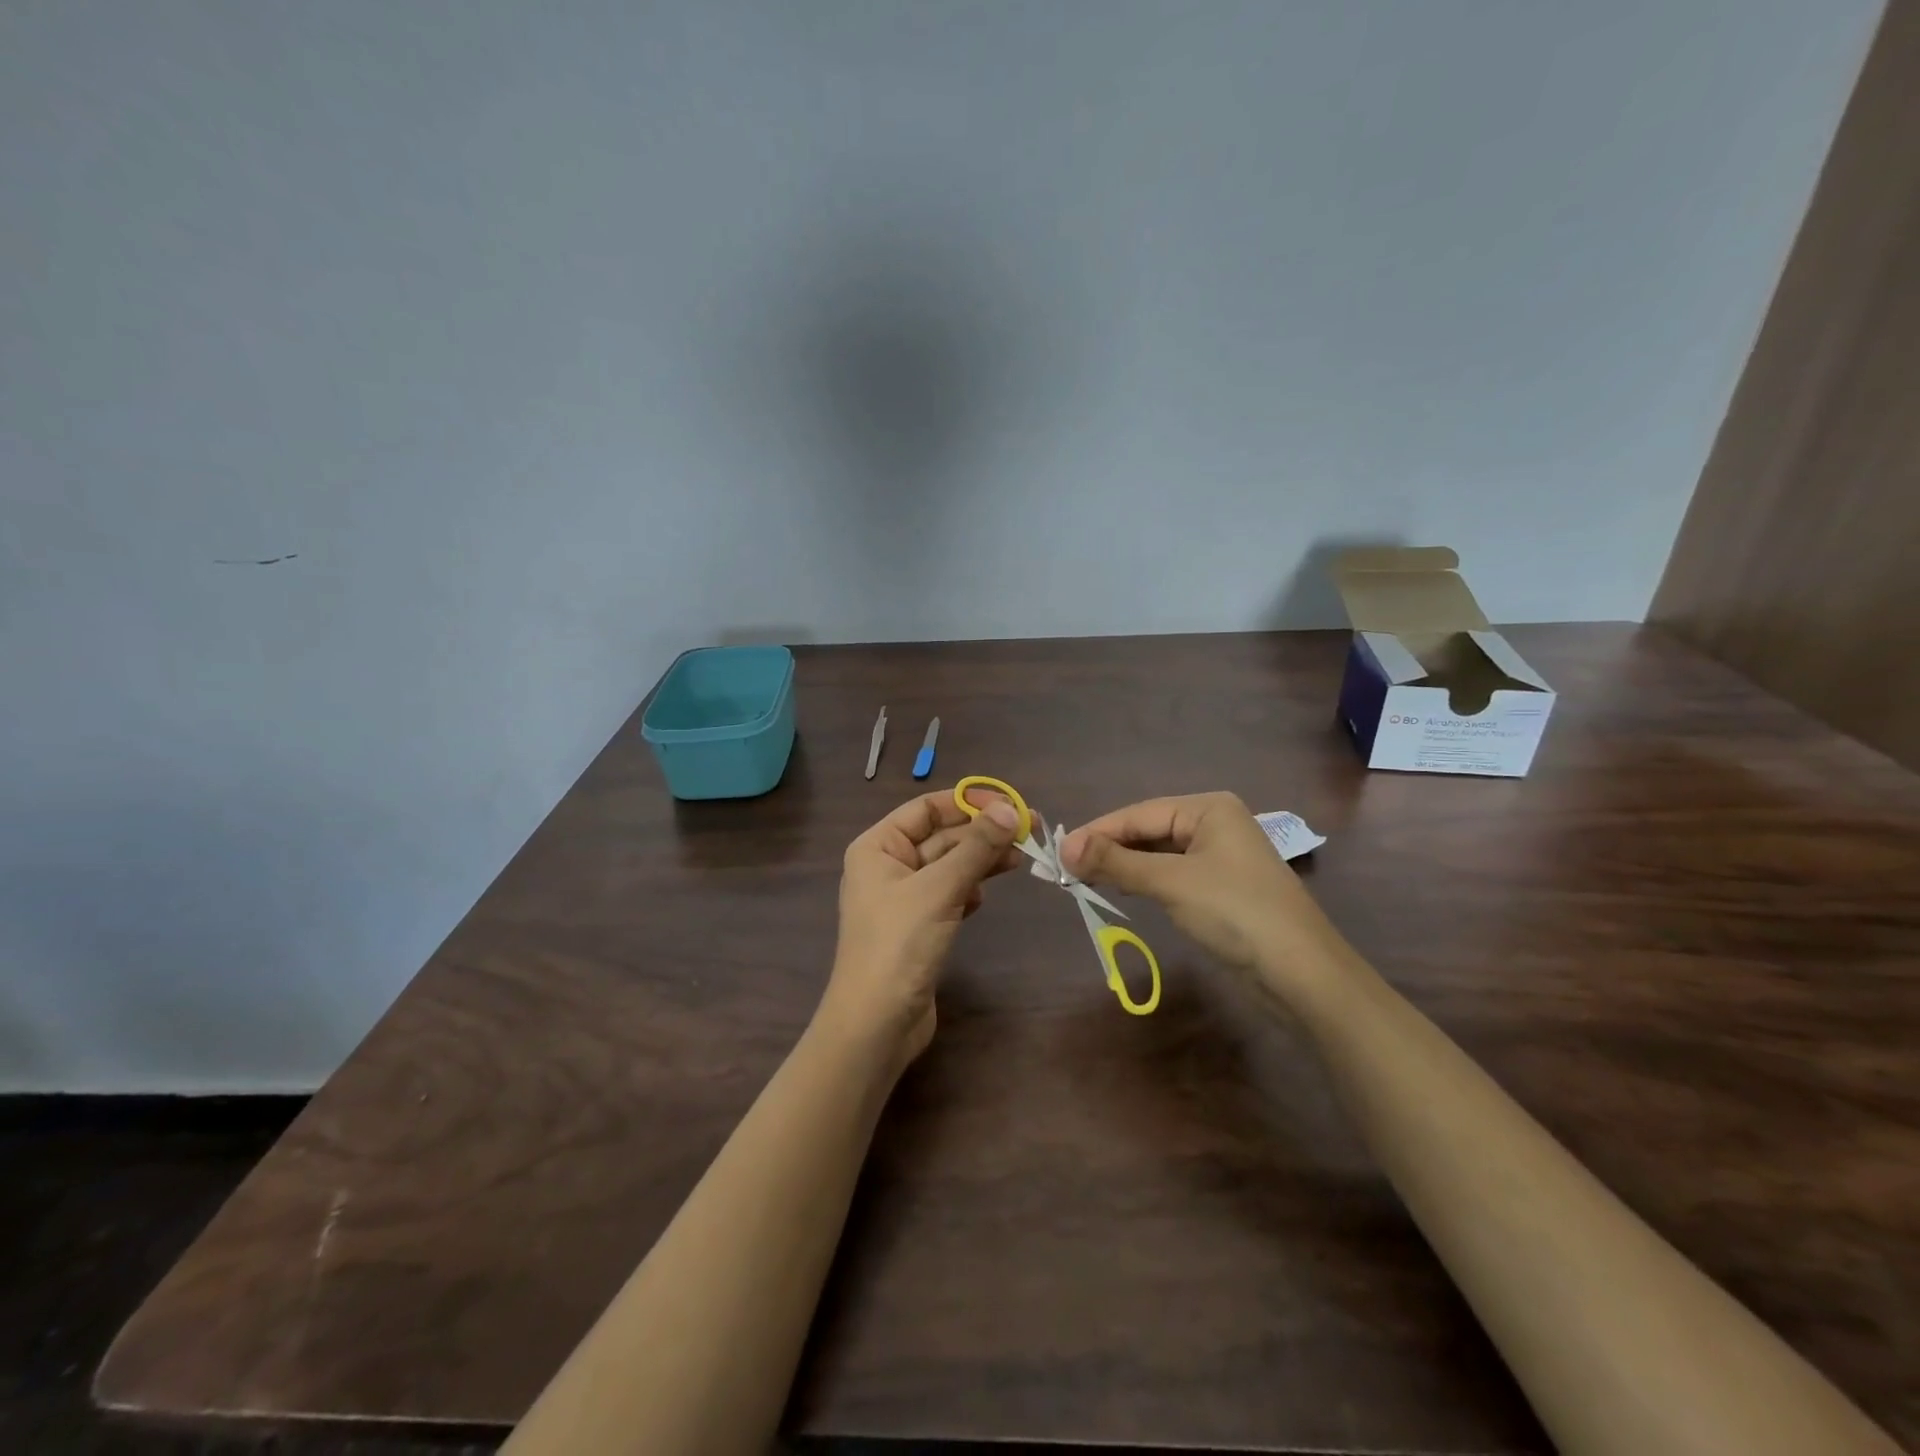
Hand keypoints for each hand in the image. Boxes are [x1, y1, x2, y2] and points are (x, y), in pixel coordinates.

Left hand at [822, 788, 1022, 1059]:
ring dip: (982, 859)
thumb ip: (976, 848)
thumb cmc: (899, 944)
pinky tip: (985, 895)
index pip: (926, 809)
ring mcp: (903, 898)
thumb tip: (1010, 810)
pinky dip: (970, 889)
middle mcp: (887, 866)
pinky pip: (950, 893)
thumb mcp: (939, 889)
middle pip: (941, 836)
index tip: (1009, 803)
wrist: (877, 1023)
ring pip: (950, 865)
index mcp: (878, 847)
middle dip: (982, 832)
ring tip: (1021, 858)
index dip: (966, 802)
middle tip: (1030, 829)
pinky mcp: (920, 926)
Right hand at [1060, 792, 1351, 1002]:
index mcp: (1208, 808)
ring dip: (1123, 866)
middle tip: (1065, 870)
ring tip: (1084, 880)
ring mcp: (1220, 857)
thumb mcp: (1170, 882)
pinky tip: (1122, 890)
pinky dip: (1144, 881)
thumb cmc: (1235, 912)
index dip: (1097, 833)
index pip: (1138, 814)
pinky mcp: (1220, 888)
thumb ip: (1116, 862)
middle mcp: (1214, 824)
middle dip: (1109, 849)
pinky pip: (1171, 875)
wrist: (1302, 974)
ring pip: (1158, 854)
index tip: (1057, 853)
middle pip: (1148, 831)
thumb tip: (1064, 849)